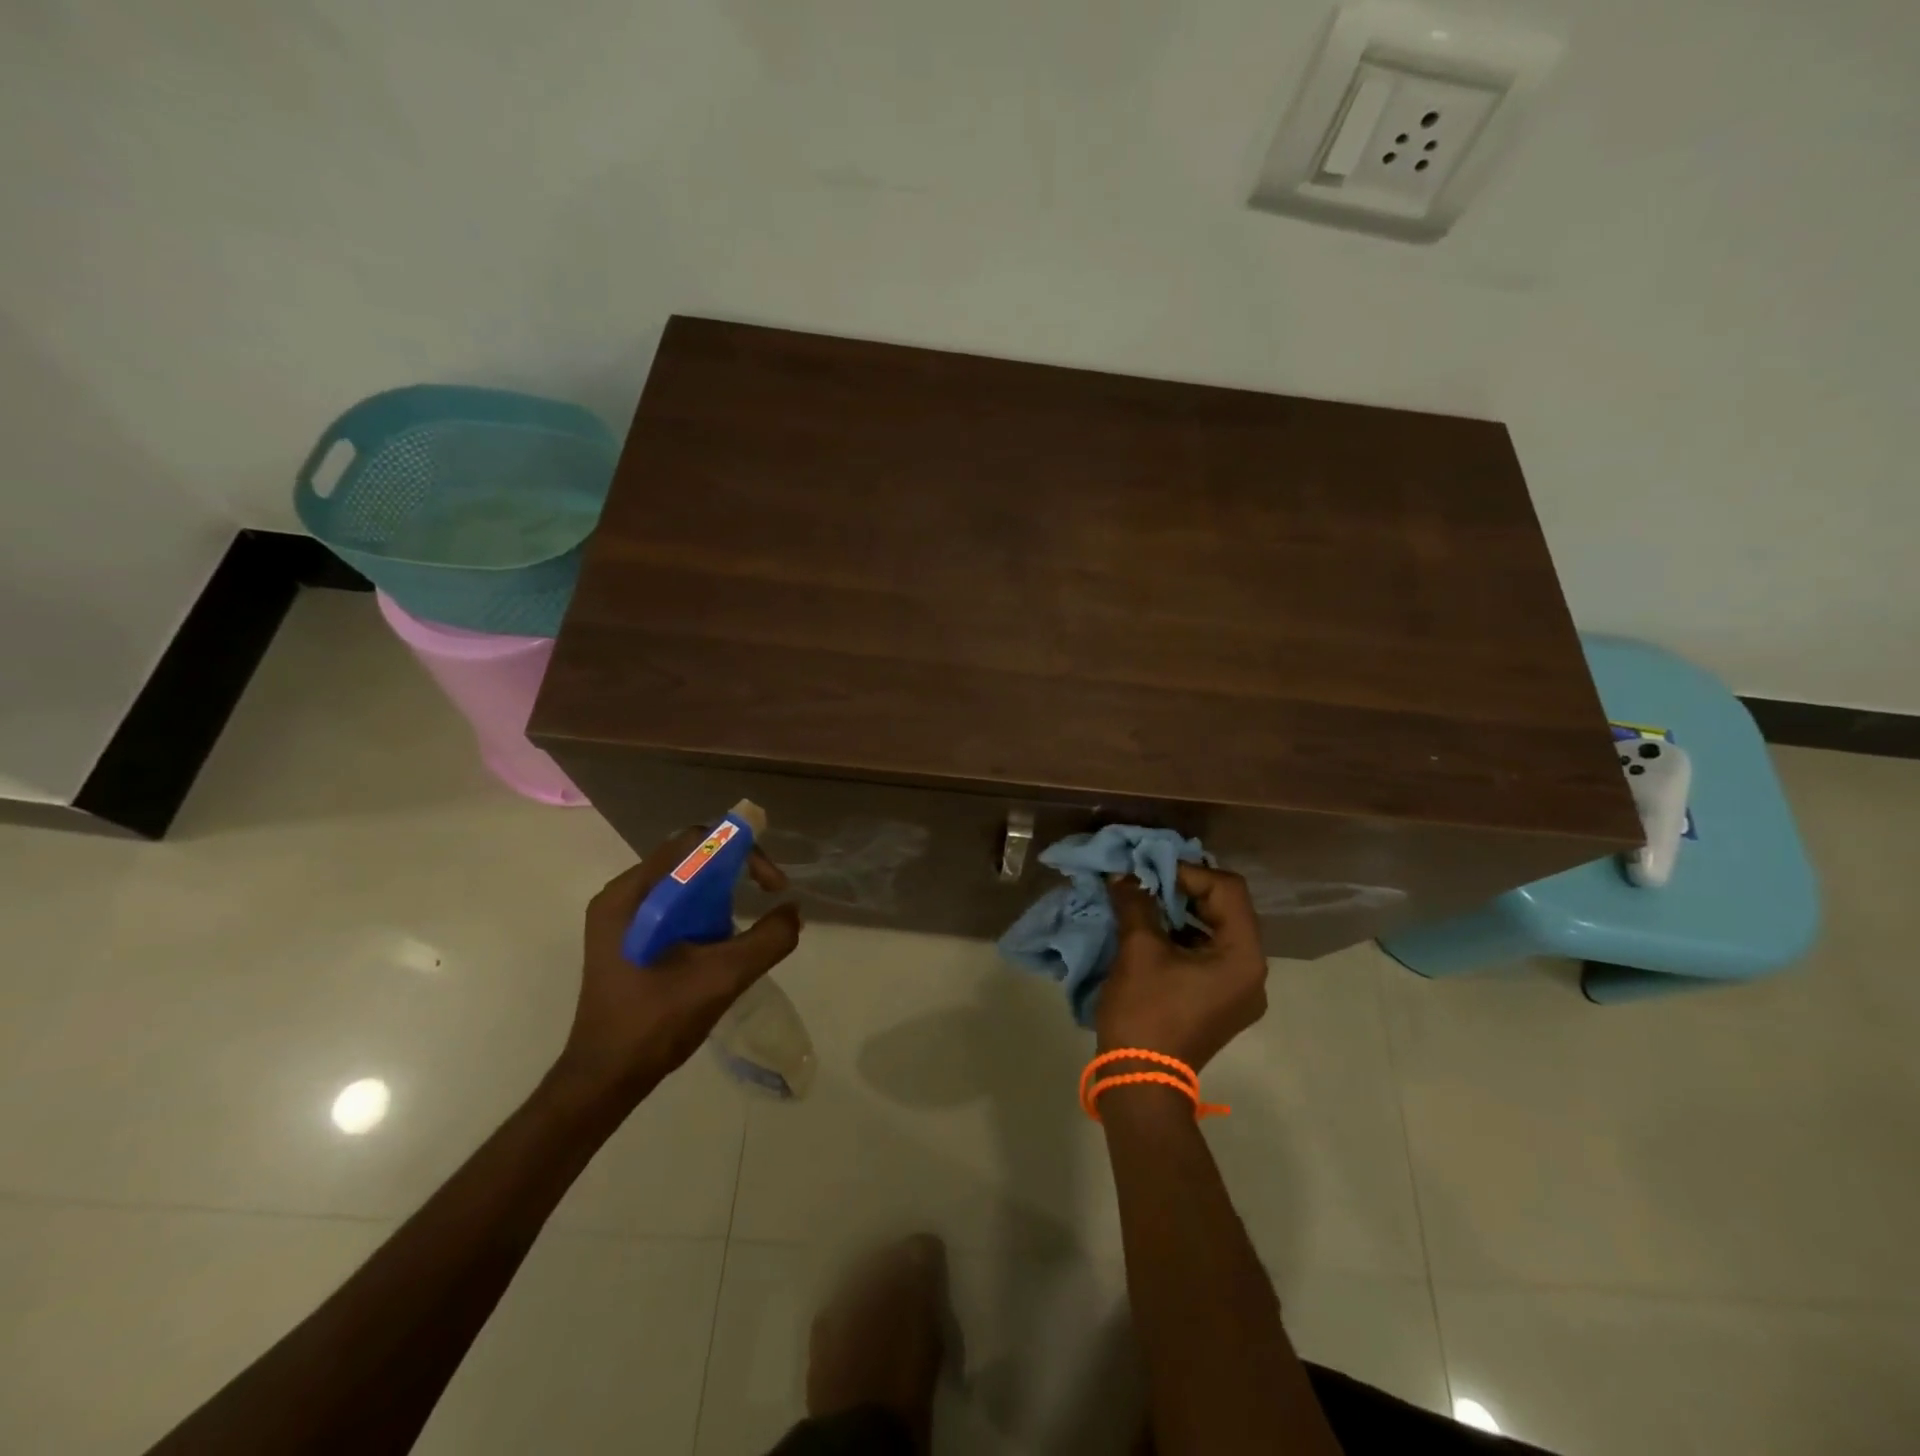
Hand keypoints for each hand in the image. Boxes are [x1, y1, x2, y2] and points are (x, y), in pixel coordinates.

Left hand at [554, 829, 802, 1104]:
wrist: (604, 1080)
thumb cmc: (655, 1023)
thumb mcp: (722, 978)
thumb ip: (767, 940)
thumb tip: (794, 912)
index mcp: (631, 894)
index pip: (694, 842)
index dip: (741, 851)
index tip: (771, 885)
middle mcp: (621, 896)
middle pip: (688, 857)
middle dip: (734, 872)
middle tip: (766, 897)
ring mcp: (619, 919)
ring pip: (682, 882)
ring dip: (720, 895)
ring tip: (741, 928)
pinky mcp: (625, 939)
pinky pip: (672, 906)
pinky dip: (703, 913)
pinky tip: (718, 945)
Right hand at [1095, 864, 1267, 1071]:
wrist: (1139, 1082)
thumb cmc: (1145, 1012)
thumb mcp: (1138, 950)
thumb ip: (1136, 903)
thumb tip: (1124, 876)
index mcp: (1244, 957)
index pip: (1228, 891)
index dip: (1188, 872)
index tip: (1150, 871)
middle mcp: (1253, 972)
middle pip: (1227, 909)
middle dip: (1185, 890)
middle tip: (1147, 881)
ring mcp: (1239, 991)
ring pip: (1216, 932)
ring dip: (1182, 913)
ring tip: (1145, 902)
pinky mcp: (1220, 1003)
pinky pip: (1209, 955)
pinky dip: (1183, 937)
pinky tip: (1152, 931)